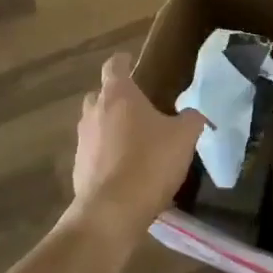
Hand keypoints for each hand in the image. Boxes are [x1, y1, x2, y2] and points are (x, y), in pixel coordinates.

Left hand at [68, 53, 204, 244]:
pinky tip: (125, 170)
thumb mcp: (184, 137)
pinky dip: (106, 155)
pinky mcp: (77, 169)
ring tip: (134, 141)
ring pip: (95, 124)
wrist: (111, 212)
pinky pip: (93, 153)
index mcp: (118, 96)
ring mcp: (82, 141)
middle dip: (115, 97)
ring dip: (110, 128)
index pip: (115, 65)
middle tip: (137, 107)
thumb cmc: (149, 162)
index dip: (124, 61)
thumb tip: (194, 114)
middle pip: (100, 95)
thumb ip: (191, 119)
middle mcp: (94, 112)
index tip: (131, 61)